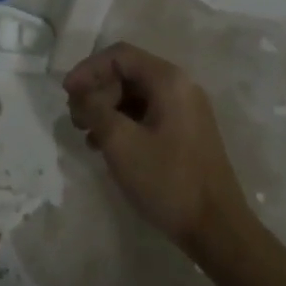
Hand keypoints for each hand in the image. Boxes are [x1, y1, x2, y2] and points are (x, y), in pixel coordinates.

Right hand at [64, 43, 250, 254]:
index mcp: (169, 80)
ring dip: (108, 108)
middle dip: (97, 91)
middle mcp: (181, 86)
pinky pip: (149, 113)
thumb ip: (94, 109)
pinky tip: (109, 147)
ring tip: (88, 135)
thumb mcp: (121, 143)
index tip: (67, 94)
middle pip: (128, 73)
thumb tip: (79, 92)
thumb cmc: (168, 181)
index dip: (88, 69)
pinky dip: (125, 123)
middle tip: (76, 118)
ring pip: (136, 95)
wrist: (218, 230)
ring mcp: (187, 110)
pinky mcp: (187, 132)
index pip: (119, 55)